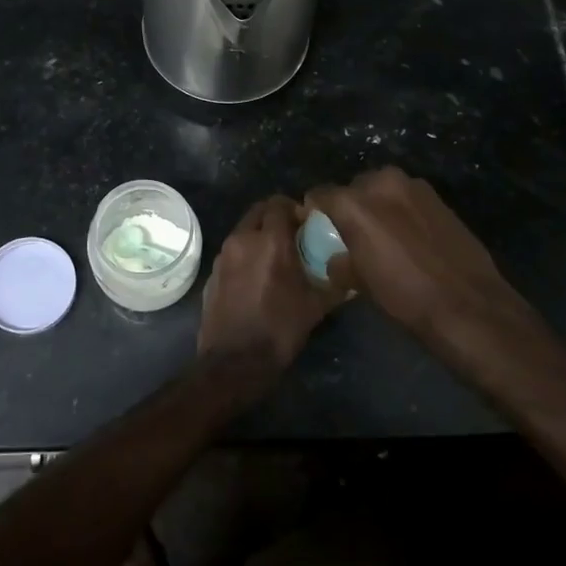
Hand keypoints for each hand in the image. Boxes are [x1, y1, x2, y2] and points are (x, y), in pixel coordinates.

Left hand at [196, 195, 341, 401]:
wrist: (234, 362)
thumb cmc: (279, 330)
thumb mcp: (315, 307)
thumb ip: (335, 285)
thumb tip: (352, 277)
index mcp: (270, 241)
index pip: (279, 203)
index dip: (295, 208)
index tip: (307, 224)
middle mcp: (243, 239)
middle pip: (259, 211)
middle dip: (276, 217)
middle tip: (293, 236)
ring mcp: (223, 255)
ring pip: (244, 230)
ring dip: (259, 235)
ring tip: (276, 257)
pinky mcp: (212, 272)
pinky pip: (232, 251)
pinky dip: (245, 254)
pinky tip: (256, 277)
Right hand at [305, 167, 536, 349]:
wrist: (466, 302)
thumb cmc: (404, 294)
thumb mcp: (360, 283)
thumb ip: (339, 262)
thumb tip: (336, 259)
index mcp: (355, 202)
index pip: (321, 194)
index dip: (314, 210)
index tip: (316, 225)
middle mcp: (382, 183)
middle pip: (354, 188)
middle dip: (349, 206)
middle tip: (351, 233)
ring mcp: (415, 187)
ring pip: (383, 190)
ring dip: (378, 206)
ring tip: (382, 235)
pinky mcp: (439, 197)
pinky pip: (408, 199)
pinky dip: (402, 211)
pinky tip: (409, 238)